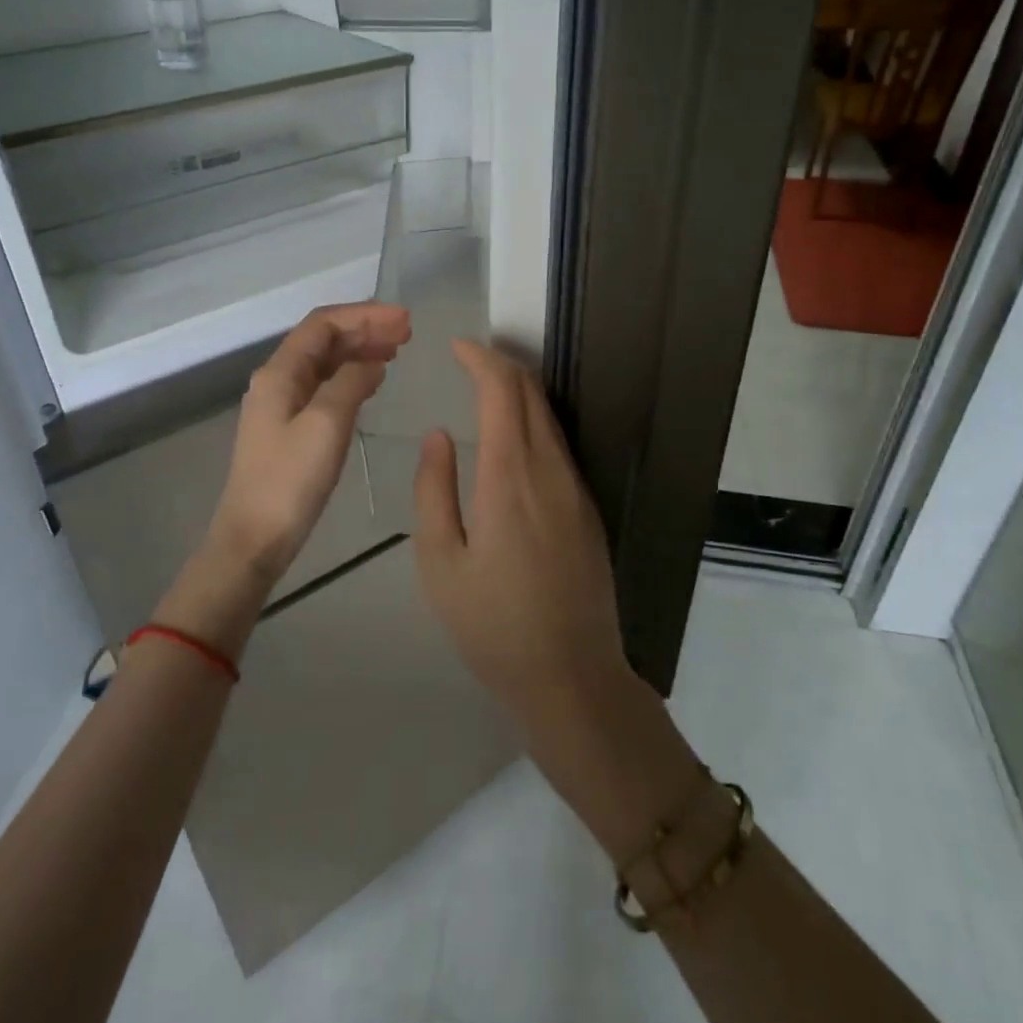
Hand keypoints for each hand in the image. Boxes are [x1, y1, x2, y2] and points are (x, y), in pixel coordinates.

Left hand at [207, 302, 411, 582]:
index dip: (364, 315)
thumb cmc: (290, 481)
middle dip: (365, 329)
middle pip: (324, 340)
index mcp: (280, 372)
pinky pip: (324, 387)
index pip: (323, 324)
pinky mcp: (289, 428)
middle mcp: (277, 380)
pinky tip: (373, 382)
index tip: (404, 319)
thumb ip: (351, 382)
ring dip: (360, 351)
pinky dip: (351, 377)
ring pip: (325, 363)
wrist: (254, 538)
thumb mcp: (327, 424)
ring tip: (397, 350)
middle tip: (408, 332)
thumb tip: (373, 360)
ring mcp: (281, 404)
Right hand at [412, 340, 628, 728]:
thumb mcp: (441, 563)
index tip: (457, 346)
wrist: (572, 676)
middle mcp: (550, 470)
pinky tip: (511, 436)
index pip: (503, 392)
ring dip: (518, 392)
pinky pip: (558, 444)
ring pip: (548, 418)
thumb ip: (434, 491)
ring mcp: (576, 488)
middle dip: (500, 365)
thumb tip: (438, 435)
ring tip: (483, 388)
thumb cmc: (492, 625)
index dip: (481, 359)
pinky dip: (532, 421)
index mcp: (510, 478)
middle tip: (466, 360)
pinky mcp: (587, 508)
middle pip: (531, 395)